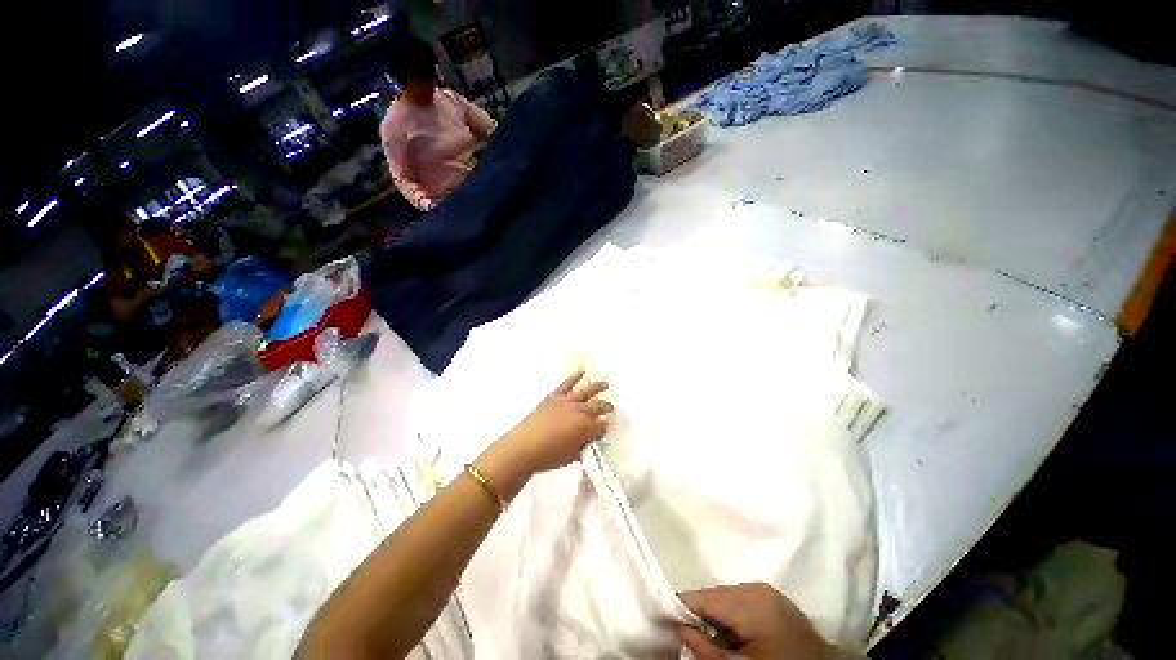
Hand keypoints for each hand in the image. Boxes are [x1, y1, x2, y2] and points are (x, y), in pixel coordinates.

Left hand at [475, 372, 612, 498]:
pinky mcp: (554, 397)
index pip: (602, 424)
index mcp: (586, 428)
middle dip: (607, 407)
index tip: (606, 427)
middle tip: (611, 408)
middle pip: (598, 406)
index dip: (605, 426)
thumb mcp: (572, 456)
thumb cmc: (549, 456)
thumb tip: (590, 438)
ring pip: (587, 391)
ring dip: (598, 387)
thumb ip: (584, 445)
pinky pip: (567, 384)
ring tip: (606, 384)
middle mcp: (580, 411)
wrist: (524, 447)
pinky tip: (582, 372)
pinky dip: (574, 377)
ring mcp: (567, 401)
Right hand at [674, 583, 834, 659]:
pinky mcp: (771, 597)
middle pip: (711, 595)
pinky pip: (740, 599)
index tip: (666, 623)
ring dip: (716, 616)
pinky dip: (731, 615)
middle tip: (698, 641)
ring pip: (724, 597)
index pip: (699, 597)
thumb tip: (676, 626)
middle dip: (701, 616)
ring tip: (719, 641)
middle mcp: (753, 586)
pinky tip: (737, 635)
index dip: (680, 609)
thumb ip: (704, 648)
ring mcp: (764, 589)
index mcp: (746, 601)